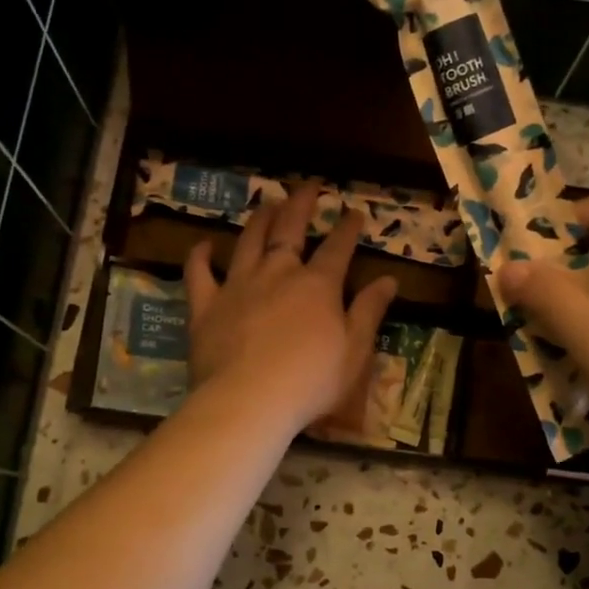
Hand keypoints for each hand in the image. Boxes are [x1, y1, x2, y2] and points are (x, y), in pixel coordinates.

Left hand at [184, 183, 398, 434]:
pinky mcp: (206, 306)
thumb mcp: (355, 350)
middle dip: (300, 205)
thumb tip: (389, 280)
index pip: (338, 248)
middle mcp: (278, 273)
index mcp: (318, 285)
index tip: (354, 211)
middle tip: (307, 187)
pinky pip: (199, 273)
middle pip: (290, 229)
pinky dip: (200, 257)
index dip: (347, 228)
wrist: (249, 400)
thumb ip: (369, 311)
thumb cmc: (311, 381)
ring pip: (248, 242)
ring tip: (265, 204)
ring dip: (258, 220)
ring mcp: (238, 286)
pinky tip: (204, 245)